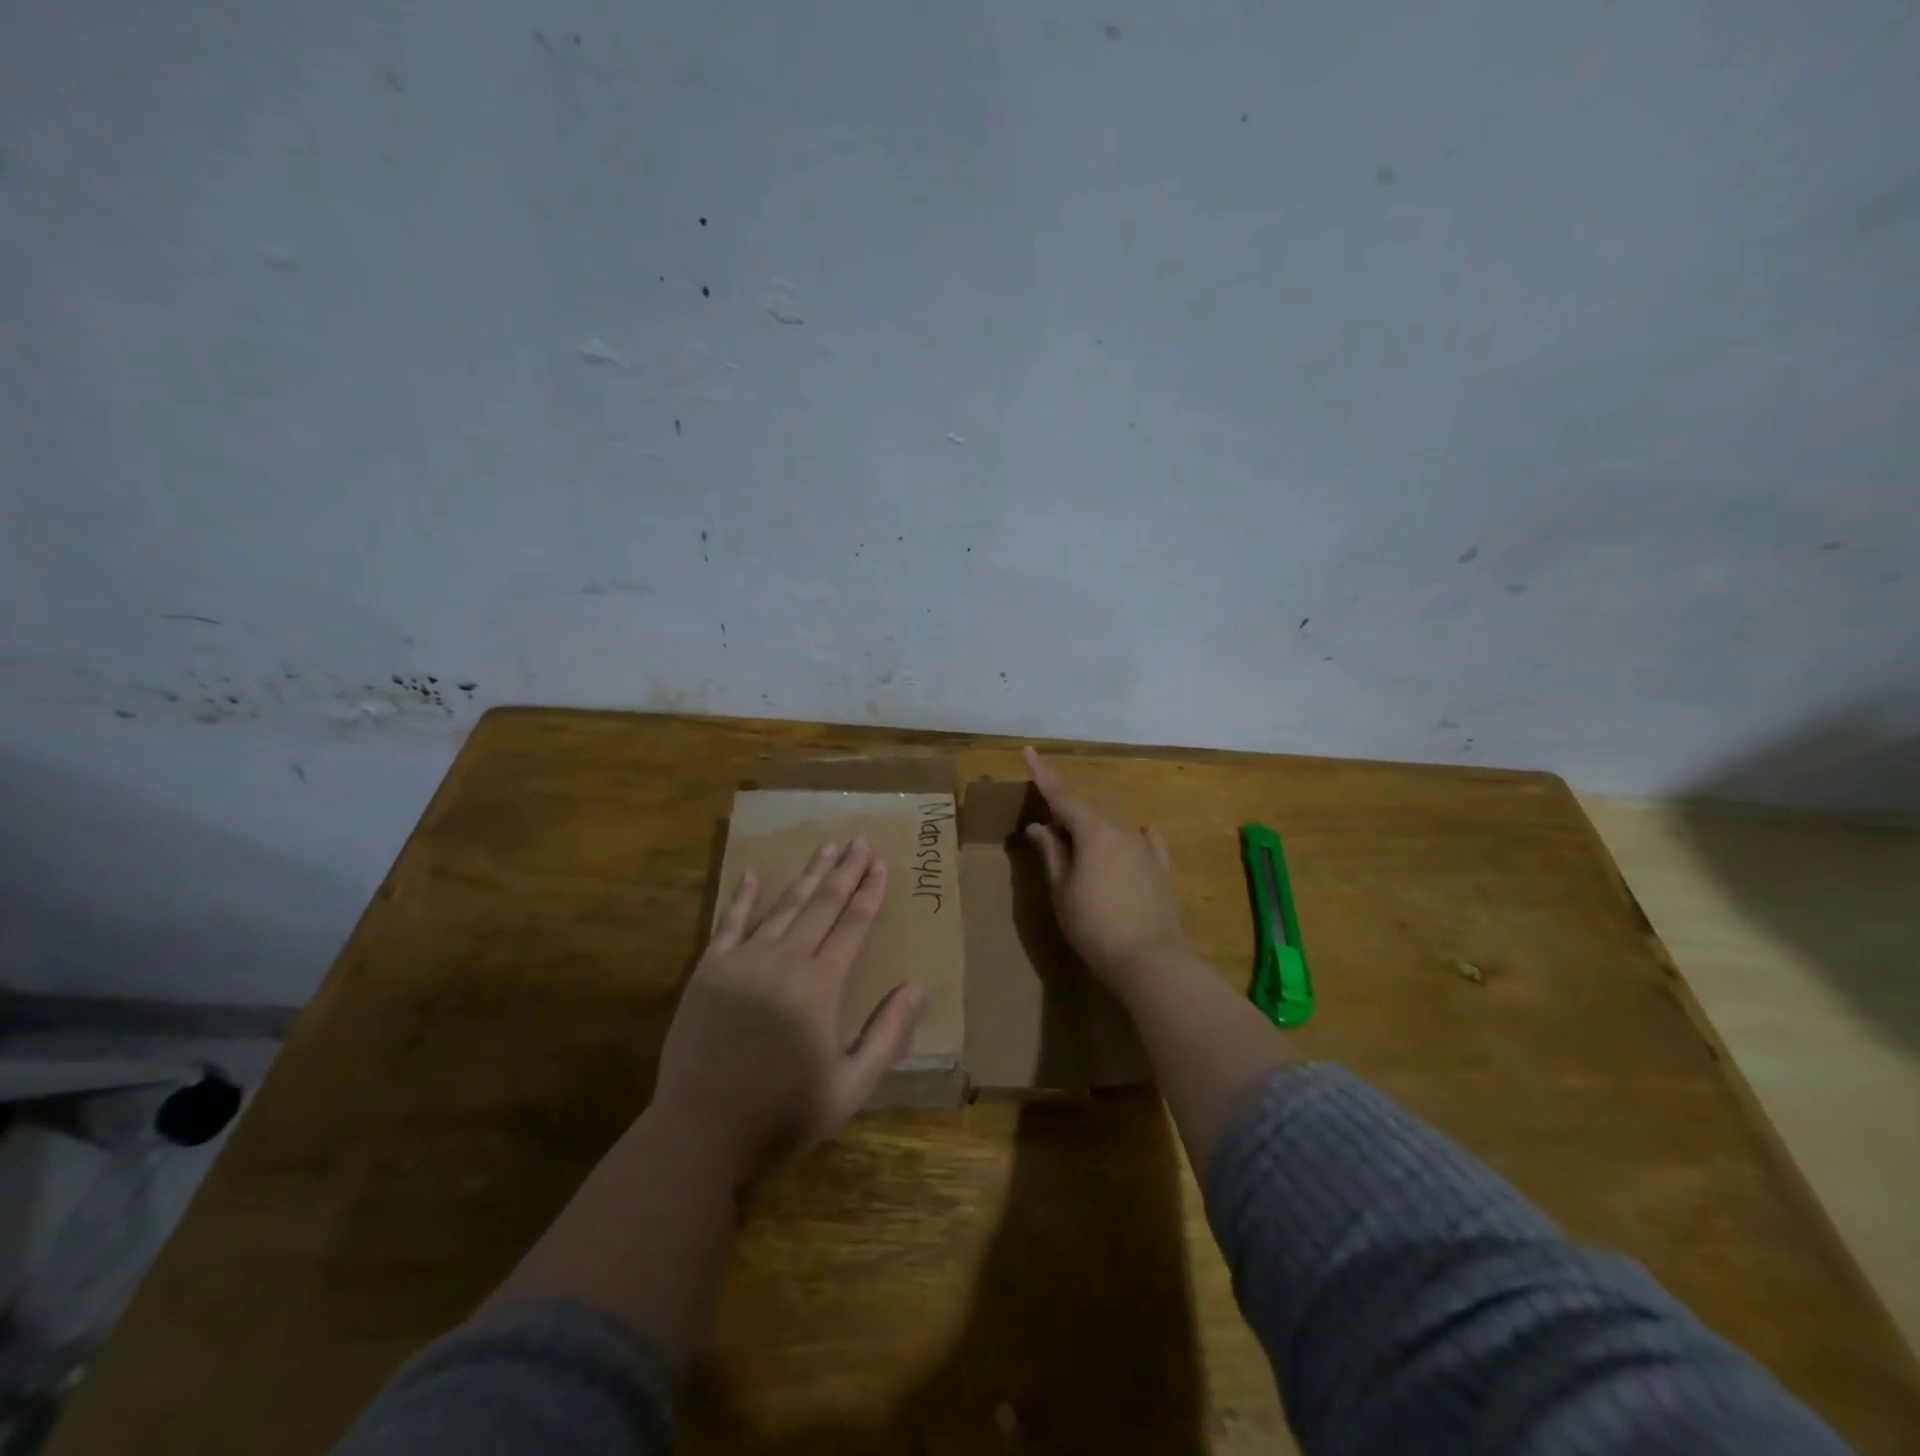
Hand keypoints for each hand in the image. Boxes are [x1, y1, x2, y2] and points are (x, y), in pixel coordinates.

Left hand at [652, 839, 926, 1188]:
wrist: (702, 1129)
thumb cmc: (783, 1111)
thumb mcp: (852, 1084)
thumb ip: (888, 1033)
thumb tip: (919, 986)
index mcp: (821, 984)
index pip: (853, 925)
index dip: (869, 892)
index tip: (881, 863)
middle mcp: (785, 959)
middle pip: (822, 905)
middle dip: (845, 871)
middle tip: (859, 840)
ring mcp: (744, 960)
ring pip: (784, 906)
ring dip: (807, 875)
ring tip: (825, 847)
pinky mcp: (710, 970)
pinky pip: (731, 922)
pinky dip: (743, 896)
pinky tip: (752, 873)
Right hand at [1023, 746, 1188, 989]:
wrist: (1149, 960)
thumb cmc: (1093, 924)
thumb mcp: (1062, 889)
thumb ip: (1051, 853)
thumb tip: (1039, 826)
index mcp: (1093, 831)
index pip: (1061, 795)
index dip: (1042, 774)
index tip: (1029, 750)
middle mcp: (1121, 830)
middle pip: (1086, 814)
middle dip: (1065, 816)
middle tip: (1045, 832)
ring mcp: (1145, 849)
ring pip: (1111, 829)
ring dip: (1091, 834)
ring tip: (1076, 853)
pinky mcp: (1160, 870)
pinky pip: (1143, 844)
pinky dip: (1130, 840)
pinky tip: (1140, 834)